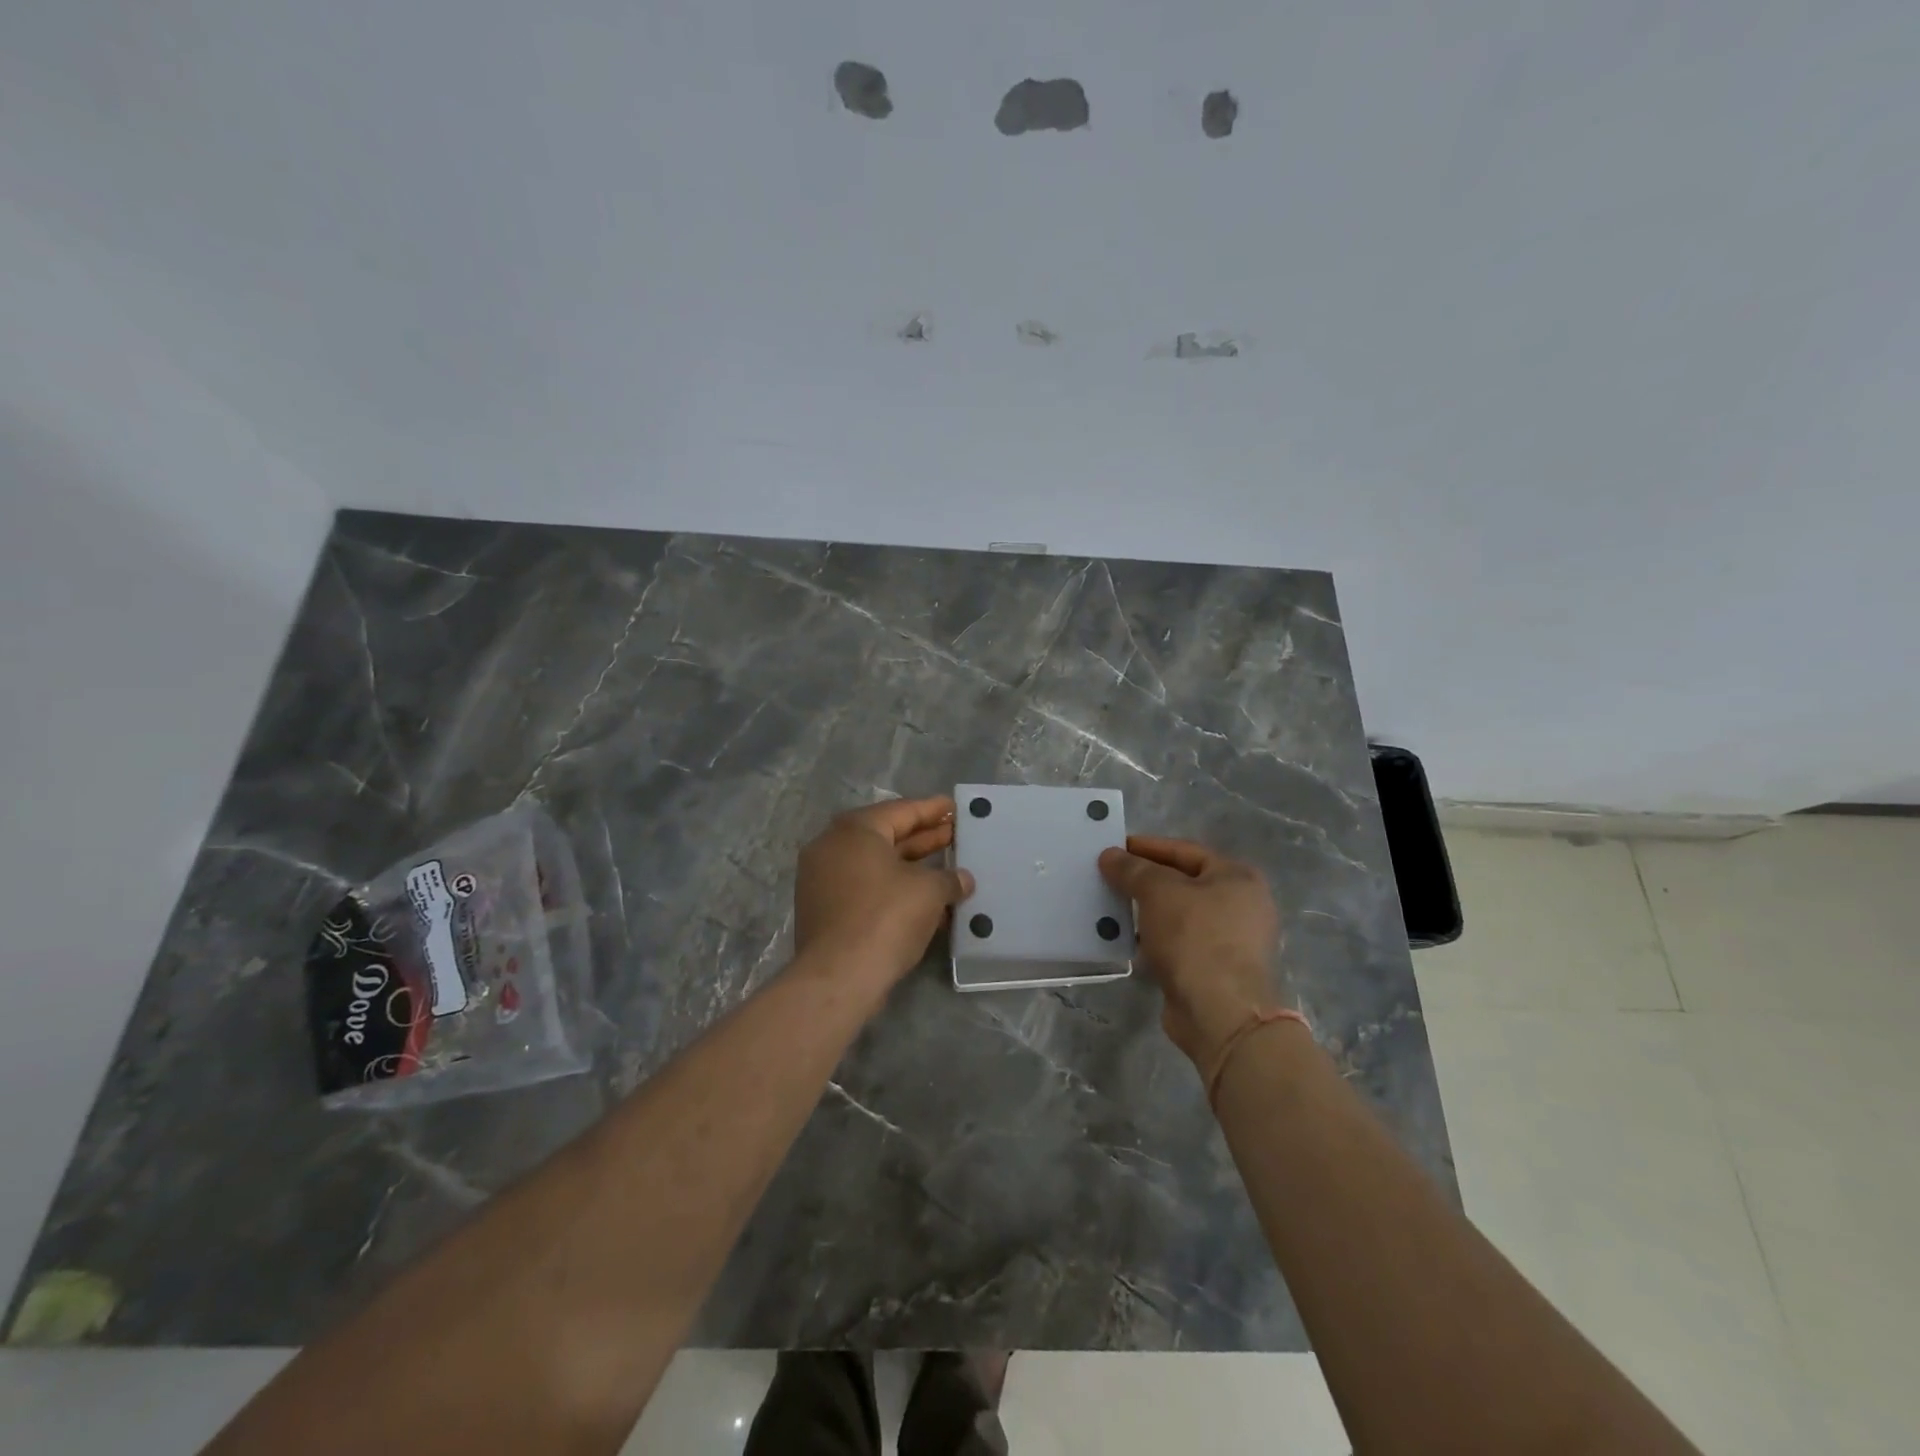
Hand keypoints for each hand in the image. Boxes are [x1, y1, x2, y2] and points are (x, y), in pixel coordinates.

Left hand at [794, 796, 974, 989]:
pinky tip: (925, 900)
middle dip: (923, 837)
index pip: (901, 811)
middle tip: (955, 835)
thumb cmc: (886, 917)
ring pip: (876, 865)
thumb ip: (949, 879)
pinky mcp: (824, 909)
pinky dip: (894, 889)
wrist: (839, 976)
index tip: (954, 807)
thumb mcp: (929, 892)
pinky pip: (866, 888)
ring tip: (947, 868)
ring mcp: (823, 879)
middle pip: (886, 836)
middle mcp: (833, 847)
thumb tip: (962, 879)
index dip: (932, 810)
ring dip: (911, 866)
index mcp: (855, 830)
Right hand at [1098, 836, 1284, 1068]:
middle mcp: (1241, 906)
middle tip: (1109, 876)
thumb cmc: (1195, 939)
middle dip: (1145, 880)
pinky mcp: (1214, 971)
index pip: (1185, 851)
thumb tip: (1110, 855)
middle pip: (1183, 882)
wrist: (1220, 1014)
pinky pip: (1178, 944)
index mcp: (1238, 878)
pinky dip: (1153, 939)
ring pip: (1179, 915)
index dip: (1147, 847)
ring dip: (1146, 911)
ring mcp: (1231, 941)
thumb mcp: (1159, 892)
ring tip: (1111, 906)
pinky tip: (1126, 939)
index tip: (1114, 848)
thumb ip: (1133, 869)